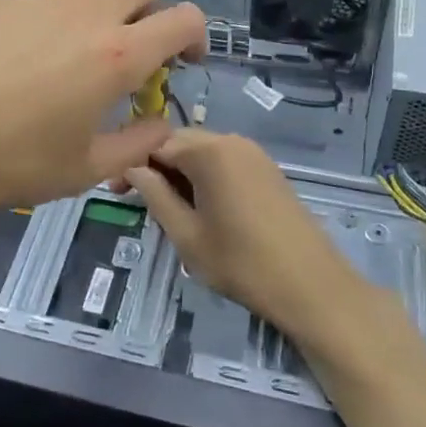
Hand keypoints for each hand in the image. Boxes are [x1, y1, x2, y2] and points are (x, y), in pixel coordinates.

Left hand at [0, 0, 205, 240]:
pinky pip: (36, 7)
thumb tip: (159, 124)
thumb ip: (136, 144)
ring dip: (92, 24)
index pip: (182, 18)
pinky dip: (42, 29)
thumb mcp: (83, 170)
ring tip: (57, 75)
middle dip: (149, 12)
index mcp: (116, 54)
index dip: (195, 35)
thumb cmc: (6, 161)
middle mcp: (82, 14)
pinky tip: (6, 70)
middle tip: (129, 57)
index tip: (184, 60)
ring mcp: (34, 1)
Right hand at [124, 130, 370, 348]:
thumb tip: (133, 169)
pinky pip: (224, 162)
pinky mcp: (267, 169)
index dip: (131, 164)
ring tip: (166, 208)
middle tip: (134, 200)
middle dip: (154, 166)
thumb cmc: (241, 263)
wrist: (312, 285)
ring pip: (202, 152)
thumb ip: (155, 195)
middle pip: (180, 142)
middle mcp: (232, 141)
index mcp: (209, 151)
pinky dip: (204, 177)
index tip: (114, 191)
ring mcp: (254, 153)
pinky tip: (199, 207)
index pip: (155, 143)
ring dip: (179, 172)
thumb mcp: (186, 234)